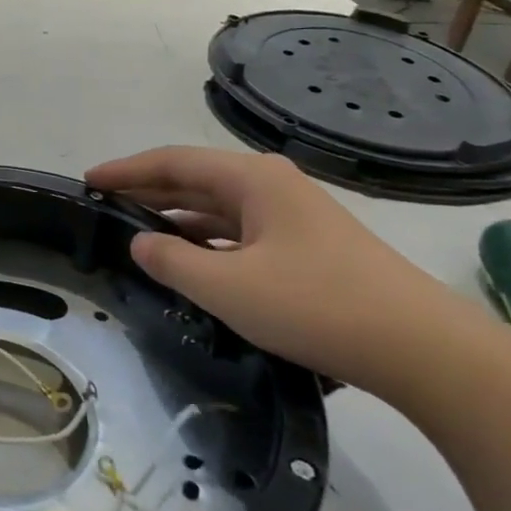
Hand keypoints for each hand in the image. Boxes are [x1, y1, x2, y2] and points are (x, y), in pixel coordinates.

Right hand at [85, 147, 489, 401]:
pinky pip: (239, 232)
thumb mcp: (228, 286)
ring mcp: (293, 216)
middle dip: (147, 190)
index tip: (88, 181)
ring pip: (218, 207)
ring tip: (134, 230)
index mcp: (252, 179)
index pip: (173, 162)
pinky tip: (189, 260)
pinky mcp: (307, 247)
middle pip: (195, 180)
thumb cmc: (316, 305)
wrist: (422, 348)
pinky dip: (205, 240)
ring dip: (175, 216)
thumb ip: (172, 261)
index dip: (127, 170)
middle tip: (103, 205)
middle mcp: (272, 186)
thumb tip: (139, 242)